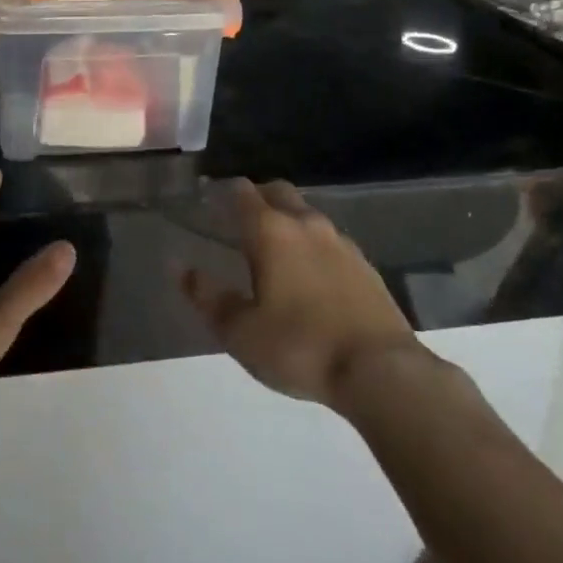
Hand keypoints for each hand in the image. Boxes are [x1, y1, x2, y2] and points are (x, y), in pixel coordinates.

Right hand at [181, 179, 428, 413]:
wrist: (381, 371)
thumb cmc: (300, 347)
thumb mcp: (241, 332)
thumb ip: (208, 297)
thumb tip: (181, 268)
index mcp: (271, 231)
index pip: (242, 192)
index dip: (224, 192)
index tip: (210, 199)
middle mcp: (306, 224)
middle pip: (278, 191)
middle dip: (258, 197)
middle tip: (241, 220)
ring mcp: (340, 242)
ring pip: (307, 215)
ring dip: (288, 221)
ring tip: (276, 251)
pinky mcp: (365, 265)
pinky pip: (330, 241)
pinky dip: (314, 246)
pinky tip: (311, 276)